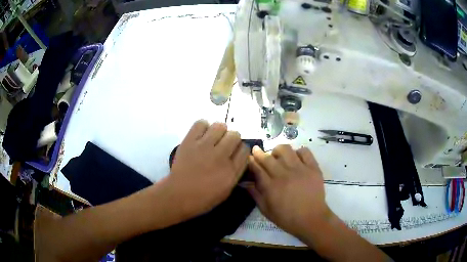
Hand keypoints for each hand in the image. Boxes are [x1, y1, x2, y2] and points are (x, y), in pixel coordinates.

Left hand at [165, 120, 248, 219]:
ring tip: (212, 139)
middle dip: (232, 139)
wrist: (178, 195)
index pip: (245, 149)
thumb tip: (239, 157)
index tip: (234, 153)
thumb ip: (236, 172)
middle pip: (235, 135)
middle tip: (223, 146)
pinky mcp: (190, 141)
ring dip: (219, 132)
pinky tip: (201, 136)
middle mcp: (220, 156)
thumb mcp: (227, 190)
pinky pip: (201, 123)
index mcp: (231, 171)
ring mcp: (204, 147)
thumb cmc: (203, 197)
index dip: (240, 150)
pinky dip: (203, 127)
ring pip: (220, 126)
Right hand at [246, 145, 332, 238]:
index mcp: (271, 187)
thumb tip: (244, 182)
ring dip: (278, 150)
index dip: (251, 161)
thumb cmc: (287, 218)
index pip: (257, 168)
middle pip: (268, 157)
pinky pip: (304, 151)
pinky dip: (298, 152)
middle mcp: (284, 175)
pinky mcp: (313, 168)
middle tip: (257, 150)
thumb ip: (255, 194)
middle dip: (259, 152)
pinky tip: (296, 158)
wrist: (311, 219)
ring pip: (285, 150)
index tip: (249, 157)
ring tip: (278, 156)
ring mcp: (300, 170)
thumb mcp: (266, 210)